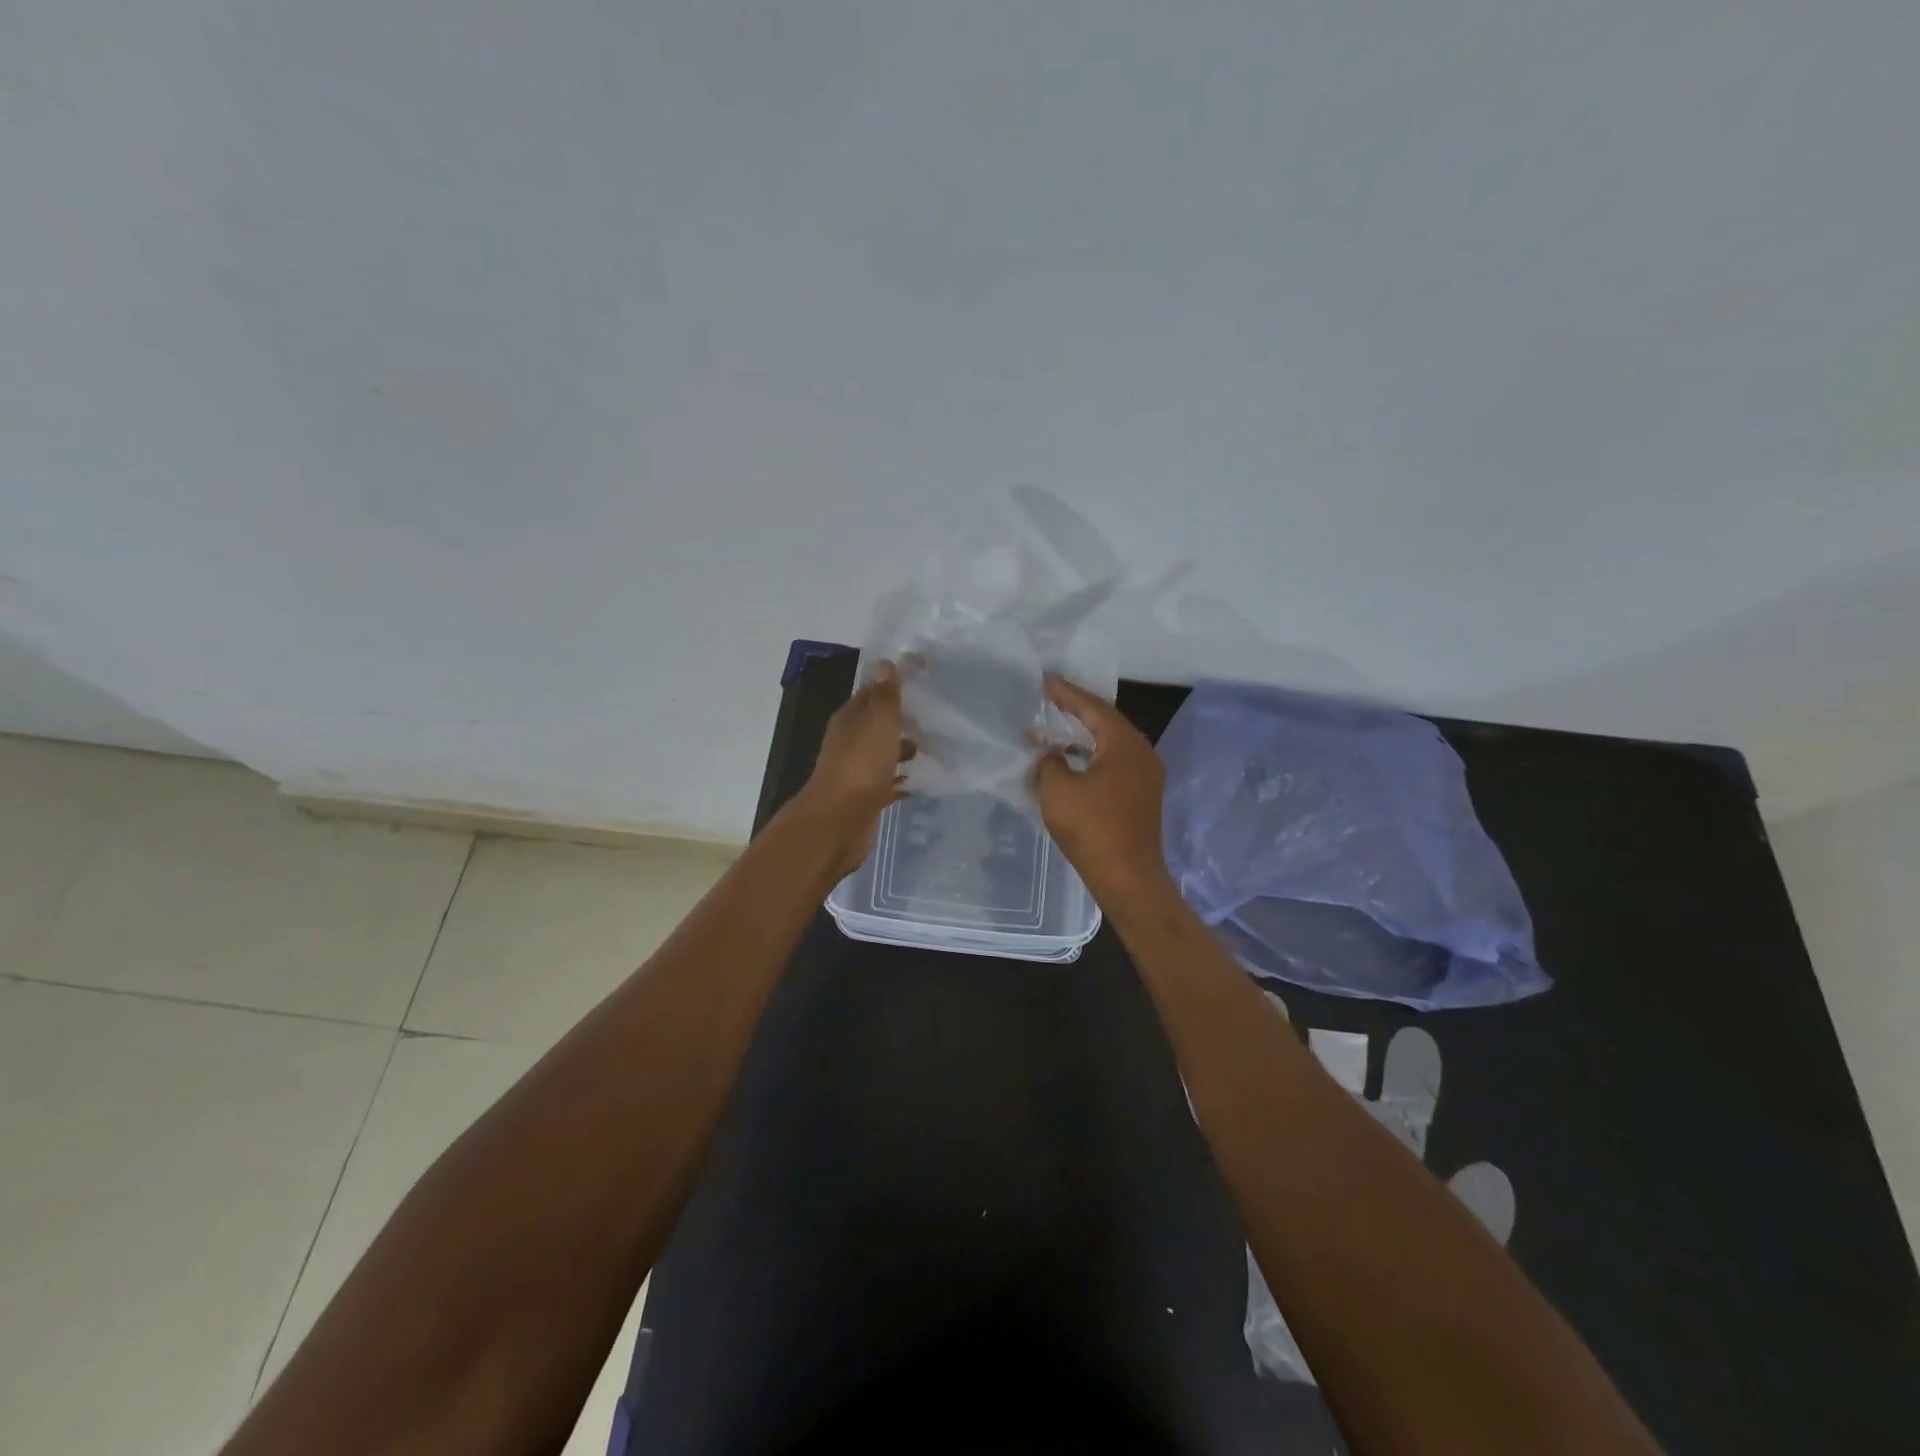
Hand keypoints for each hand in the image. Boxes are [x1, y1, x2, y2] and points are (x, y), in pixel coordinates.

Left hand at [792, 661, 915, 879]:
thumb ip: (885, 696)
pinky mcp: (866, 797)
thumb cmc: (860, 766)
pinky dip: (902, 780)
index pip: (871, 693)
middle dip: (901, 720)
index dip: (893, 685)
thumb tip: (885, 662)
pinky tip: (921, 782)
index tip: (921, 680)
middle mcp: (850, 742)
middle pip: (877, 724)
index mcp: (849, 720)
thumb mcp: (877, 723)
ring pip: (883, 754)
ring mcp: (857, 771)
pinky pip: (888, 783)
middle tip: (934, 716)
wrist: (839, 821)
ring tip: (933, 747)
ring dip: (903, 750)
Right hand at [1033, 674, 1173, 904]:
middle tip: (1050, 697)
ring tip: (1053, 729)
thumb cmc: (1092, 829)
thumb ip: (1050, 762)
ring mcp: (1145, 775)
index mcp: (1124, 744)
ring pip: (1110, 744)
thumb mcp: (1058, 790)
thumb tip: (1053, 756)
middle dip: (1076, 710)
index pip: (1093, 707)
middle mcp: (1141, 752)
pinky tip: (1069, 762)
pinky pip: (1114, 762)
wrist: (1128, 877)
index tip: (1045, 679)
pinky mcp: (1141, 795)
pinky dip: (1090, 756)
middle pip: (1105, 721)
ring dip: (1081, 736)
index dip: (1066, 693)